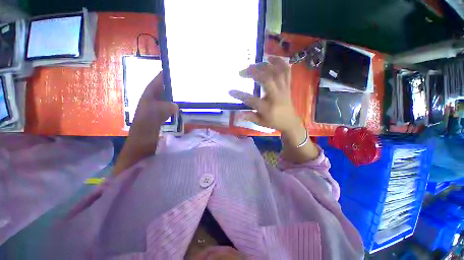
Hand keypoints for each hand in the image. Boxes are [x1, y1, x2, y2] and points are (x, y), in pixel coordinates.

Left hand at [129, 71, 177, 145]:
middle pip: (162, 90)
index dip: (162, 77)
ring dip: (174, 95)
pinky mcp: (161, 117)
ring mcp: (157, 110)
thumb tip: (175, 105)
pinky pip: (169, 108)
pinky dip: (175, 106)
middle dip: (171, 85)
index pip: (155, 84)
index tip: (171, 70)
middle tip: (183, 81)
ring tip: (185, 91)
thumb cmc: (144, 130)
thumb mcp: (151, 119)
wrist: (142, 144)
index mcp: (147, 99)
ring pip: (166, 99)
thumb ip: (161, 110)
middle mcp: (152, 102)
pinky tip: (182, 106)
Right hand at [230, 57, 318, 162]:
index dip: (240, 95)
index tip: (230, 91)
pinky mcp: (288, 85)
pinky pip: (286, 71)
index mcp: (268, 108)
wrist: (290, 121)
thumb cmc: (274, 122)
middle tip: (242, 72)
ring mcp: (283, 89)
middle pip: (267, 80)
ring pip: (276, 72)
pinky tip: (270, 58)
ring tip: (253, 64)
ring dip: (263, 65)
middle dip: (253, 72)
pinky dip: (279, 62)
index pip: (252, 100)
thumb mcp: (261, 123)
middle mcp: (276, 97)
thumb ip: (250, 117)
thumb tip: (238, 114)